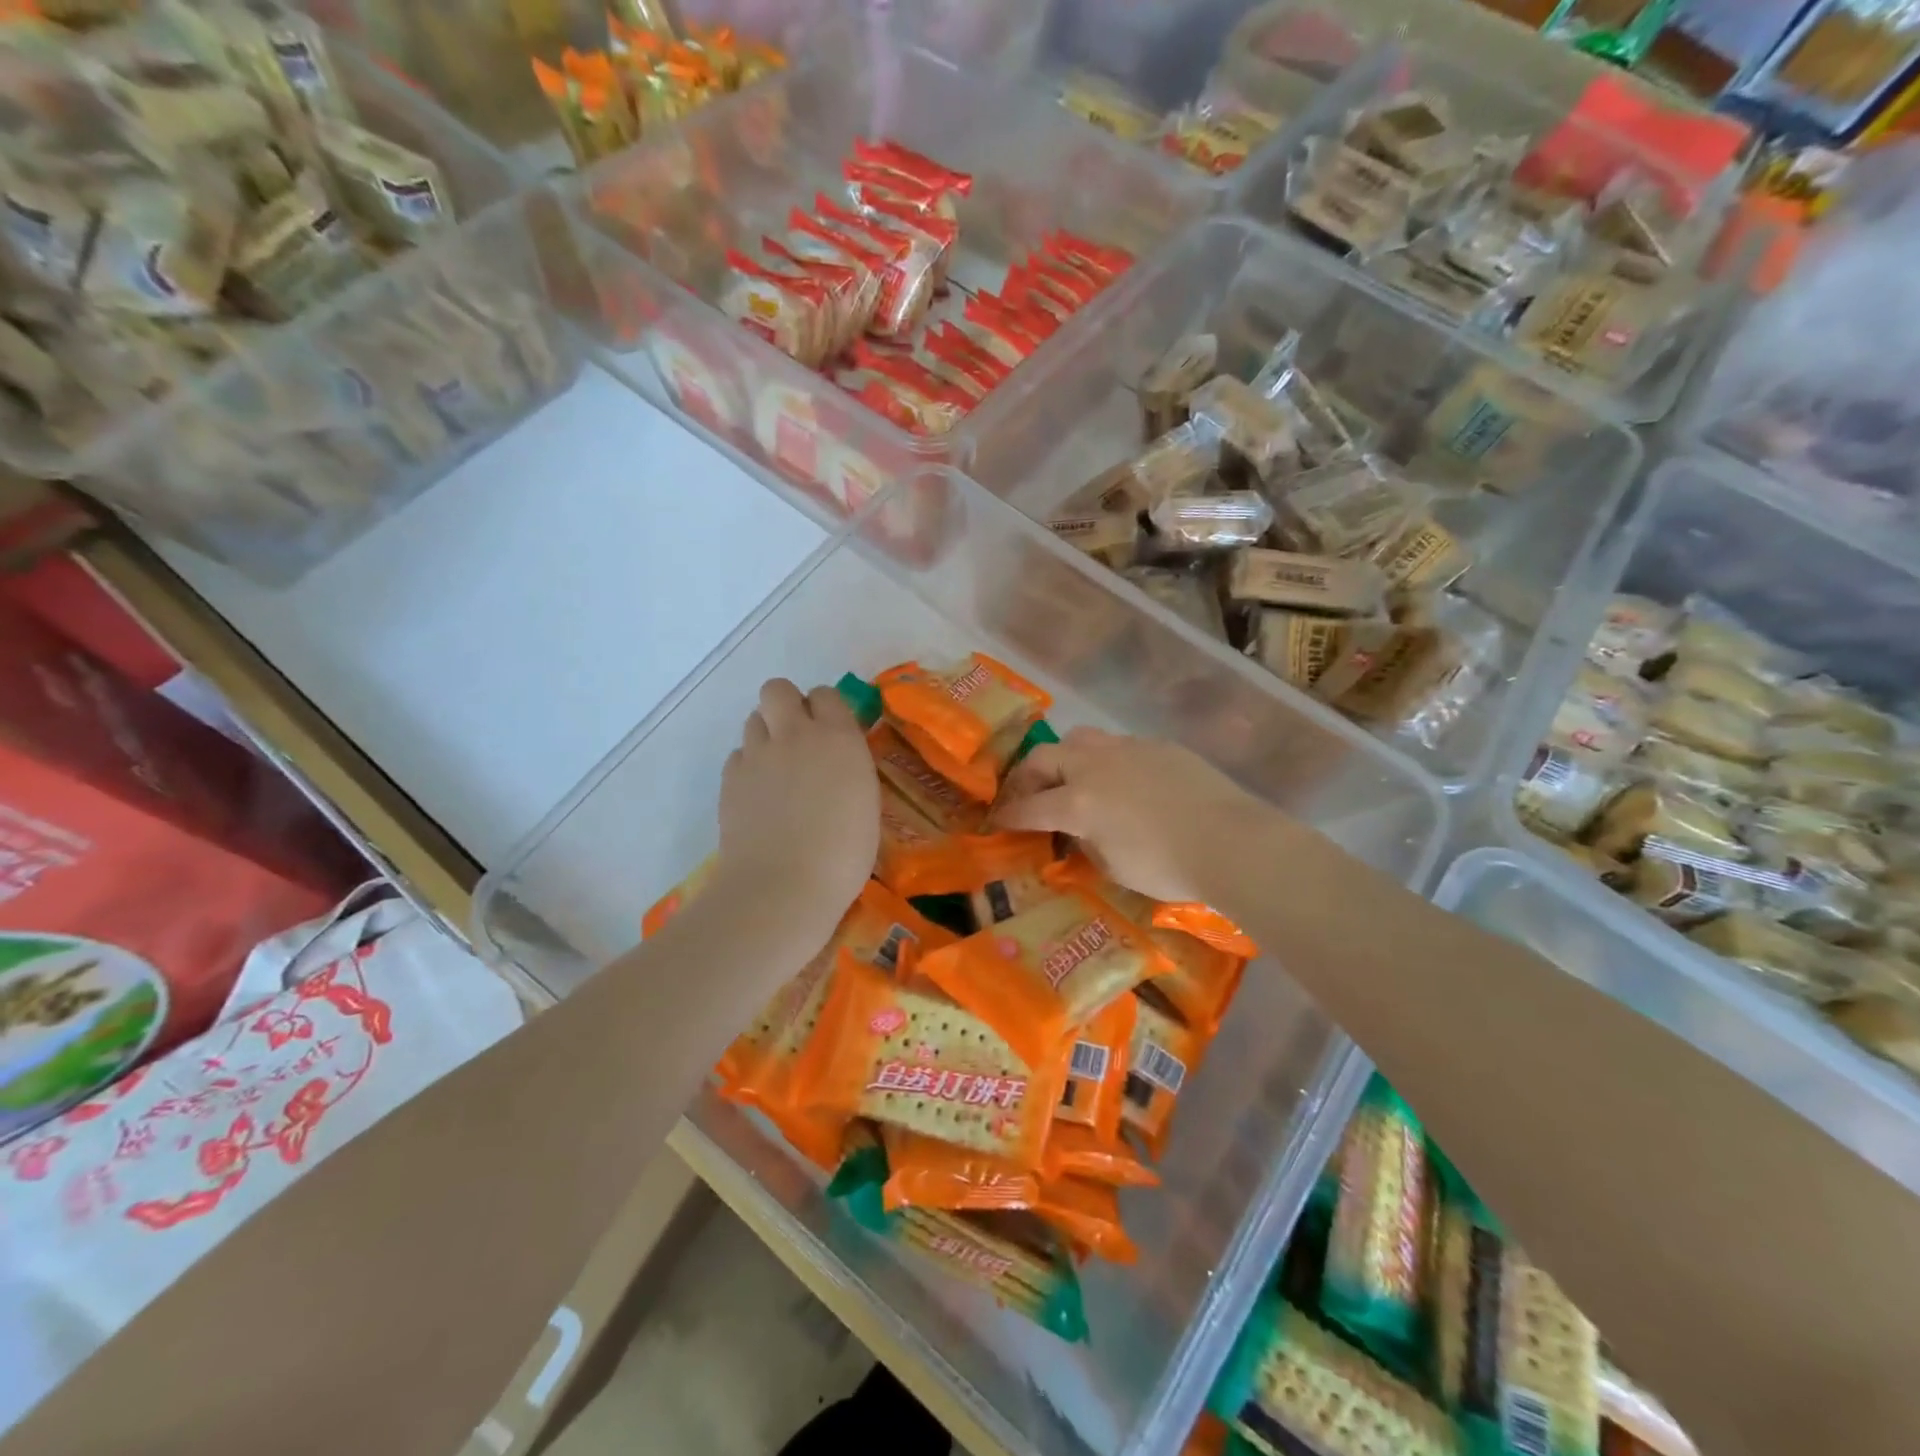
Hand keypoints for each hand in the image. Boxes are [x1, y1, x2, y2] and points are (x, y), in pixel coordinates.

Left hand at [716, 679, 878, 953]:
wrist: (783, 887)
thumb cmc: (843, 854)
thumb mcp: (866, 803)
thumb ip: (849, 768)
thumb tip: (836, 761)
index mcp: (838, 738)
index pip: (827, 694)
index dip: (827, 709)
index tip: (833, 733)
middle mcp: (795, 734)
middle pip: (778, 689)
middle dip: (786, 704)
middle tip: (798, 738)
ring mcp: (757, 755)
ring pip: (754, 719)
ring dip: (766, 734)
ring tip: (778, 769)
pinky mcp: (730, 779)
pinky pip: (738, 755)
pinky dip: (749, 766)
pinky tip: (759, 795)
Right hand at [994, 727, 1268, 904]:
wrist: (1232, 841)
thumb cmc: (1168, 866)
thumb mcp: (1115, 868)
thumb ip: (1088, 844)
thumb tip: (1081, 832)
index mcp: (1079, 802)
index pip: (1030, 806)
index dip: (1009, 814)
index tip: (998, 820)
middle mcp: (1095, 766)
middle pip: (1044, 757)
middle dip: (1026, 777)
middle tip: (1026, 795)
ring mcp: (1128, 750)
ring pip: (1080, 739)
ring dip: (1065, 758)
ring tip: (1070, 779)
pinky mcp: (1158, 746)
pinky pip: (1119, 746)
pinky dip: (1105, 761)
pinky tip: (1122, 782)